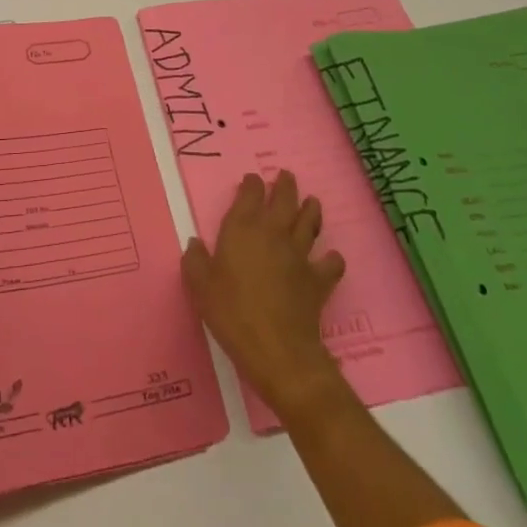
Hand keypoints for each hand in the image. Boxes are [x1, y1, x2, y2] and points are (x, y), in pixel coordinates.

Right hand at [182, 171, 346, 417]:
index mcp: (242, 229)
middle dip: (285, 185)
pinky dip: (332, 259)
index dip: (252, 184)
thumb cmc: (232, 313)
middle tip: (286, 176)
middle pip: (284, 200)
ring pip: (310, 222)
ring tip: (312, 202)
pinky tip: (330, 259)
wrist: (277, 350)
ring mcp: (299, 255)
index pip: (250, 195)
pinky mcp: (318, 280)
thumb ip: (195, 261)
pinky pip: (331, 263)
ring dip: (311, 209)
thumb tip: (194, 243)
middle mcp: (273, 233)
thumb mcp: (200, 287)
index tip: (252, 180)